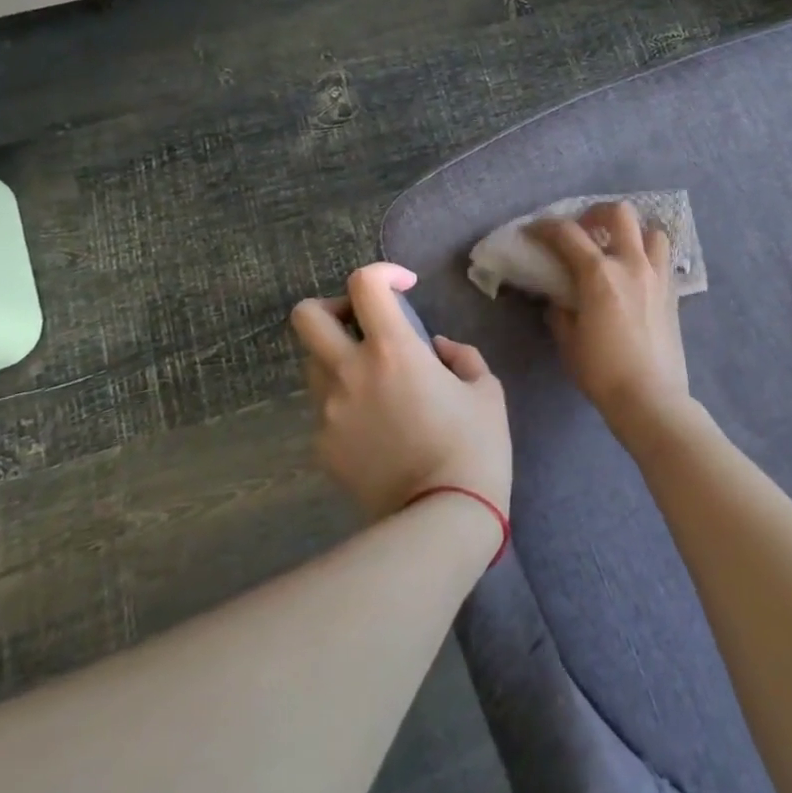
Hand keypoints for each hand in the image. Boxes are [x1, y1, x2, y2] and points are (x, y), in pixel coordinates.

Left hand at [291, 262, 511, 520]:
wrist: (441, 520)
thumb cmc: (475, 448)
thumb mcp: (485, 390)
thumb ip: (461, 355)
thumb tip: (437, 348)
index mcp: (392, 350)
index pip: (364, 283)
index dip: (383, 272)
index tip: (405, 288)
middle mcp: (349, 372)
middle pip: (306, 315)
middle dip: (333, 307)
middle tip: (365, 324)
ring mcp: (328, 410)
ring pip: (313, 361)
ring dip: (339, 356)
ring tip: (375, 381)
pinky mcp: (322, 445)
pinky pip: (325, 407)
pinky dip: (346, 402)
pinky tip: (377, 427)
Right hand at [531, 202, 693, 446]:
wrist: (651, 399)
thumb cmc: (602, 372)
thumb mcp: (568, 341)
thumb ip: (559, 311)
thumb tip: (558, 298)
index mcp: (599, 274)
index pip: (567, 234)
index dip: (545, 227)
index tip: (532, 231)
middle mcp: (631, 265)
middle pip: (619, 213)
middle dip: (596, 213)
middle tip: (583, 229)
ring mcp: (657, 277)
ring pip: (652, 231)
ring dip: (632, 232)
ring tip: (617, 248)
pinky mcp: (673, 294)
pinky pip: (663, 260)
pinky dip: (648, 257)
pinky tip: (635, 276)